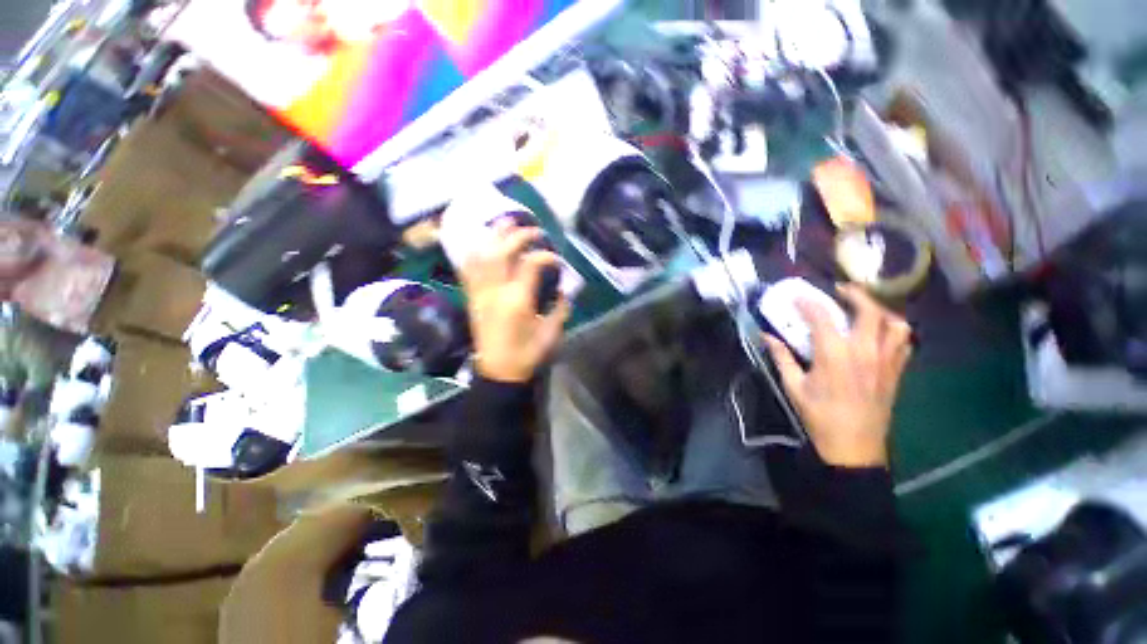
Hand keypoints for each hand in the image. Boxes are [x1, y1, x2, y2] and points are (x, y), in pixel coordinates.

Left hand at [460, 224, 569, 383]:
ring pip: (482, 256)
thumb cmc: (527, 355)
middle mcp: (495, 291)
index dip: (546, 256)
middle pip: (502, 252)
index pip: (530, 265)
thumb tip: (563, 291)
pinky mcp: (473, 298)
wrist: (498, 372)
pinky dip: (474, 253)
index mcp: (517, 301)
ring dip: (494, 236)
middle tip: (535, 231)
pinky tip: (482, 243)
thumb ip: (560, 309)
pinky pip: (469, 270)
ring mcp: (480, 293)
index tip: (557, 259)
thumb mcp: (551, 334)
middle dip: (520, 236)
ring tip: (506, 223)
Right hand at [763, 284, 911, 467]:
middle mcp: (864, 351)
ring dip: (881, 310)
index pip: (822, 317)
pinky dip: (895, 330)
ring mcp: (885, 361)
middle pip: (869, 310)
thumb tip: (767, 336)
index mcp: (834, 354)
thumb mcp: (793, 386)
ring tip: (866, 309)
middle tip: (840, 291)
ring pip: (895, 323)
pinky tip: (882, 333)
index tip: (796, 295)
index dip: (807, 302)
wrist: (854, 446)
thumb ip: (781, 357)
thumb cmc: (819, 415)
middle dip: (854, 294)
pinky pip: (904, 343)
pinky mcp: (896, 372)